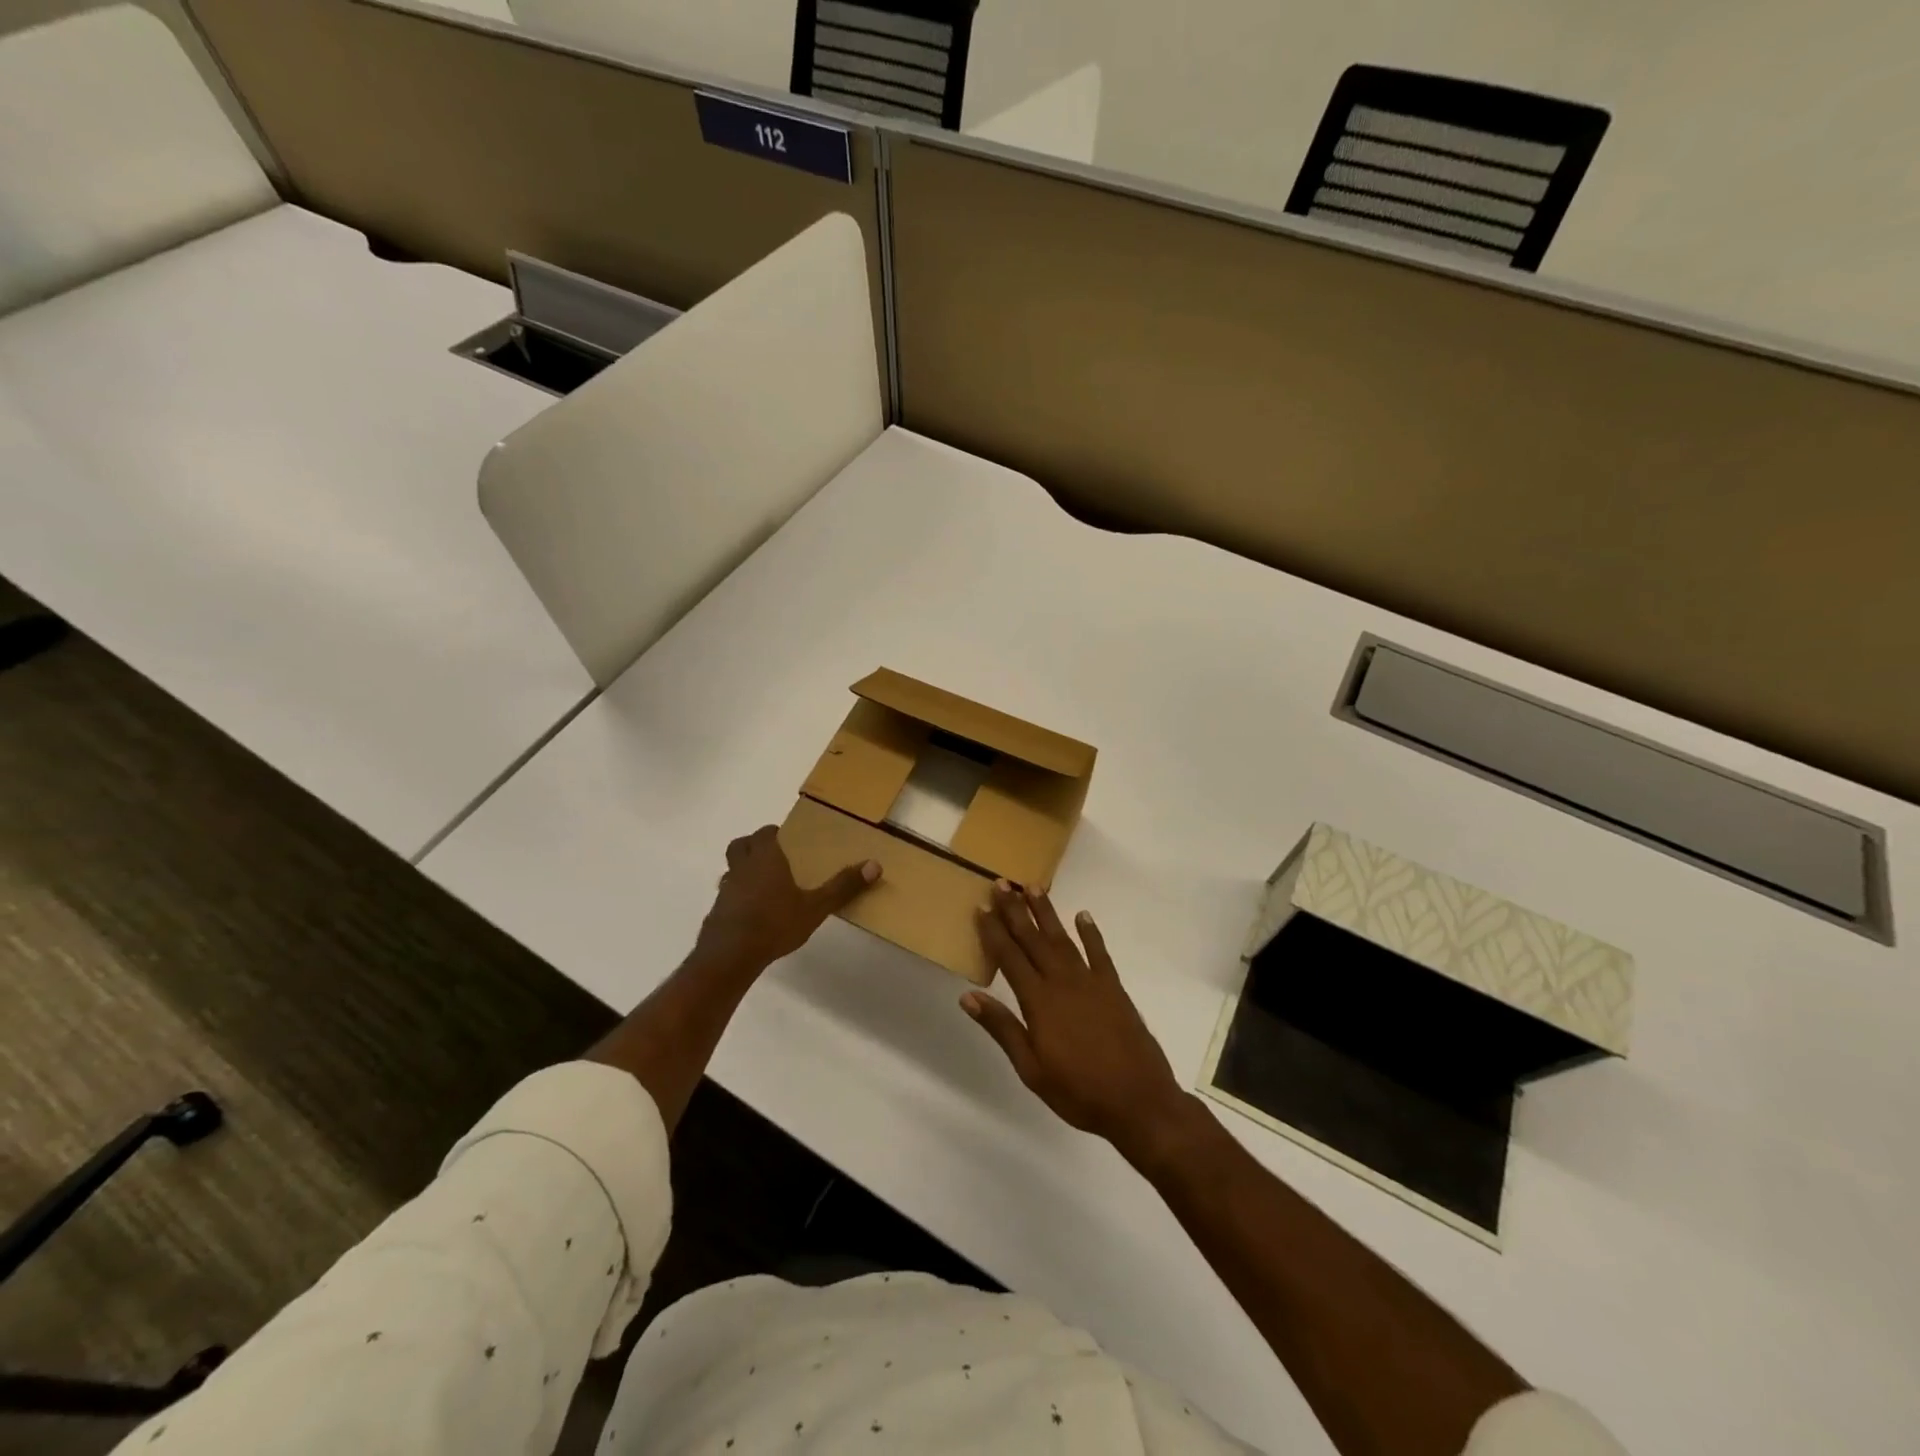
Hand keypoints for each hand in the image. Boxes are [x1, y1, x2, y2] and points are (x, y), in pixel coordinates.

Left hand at [694, 825, 879, 974]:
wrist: (730, 955)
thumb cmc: (775, 923)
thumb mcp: (816, 907)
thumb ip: (843, 886)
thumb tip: (874, 864)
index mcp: (765, 858)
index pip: (765, 833)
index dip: (775, 833)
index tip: (789, 840)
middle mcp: (742, 867)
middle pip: (741, 845)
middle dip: (754, 846)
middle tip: (774, 857)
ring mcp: (726, 889)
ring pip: (731, 869)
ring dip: (744, 871)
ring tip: (765, 886)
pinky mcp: (717, 911)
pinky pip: (727, 894)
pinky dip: (738, 896)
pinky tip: (753, 913)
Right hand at [965, 882, 1193, 1160]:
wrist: (1138, 1101)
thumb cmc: (1079, 1092)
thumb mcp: (1031, 1069)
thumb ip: (1002, 1029)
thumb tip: (968, 996)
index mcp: (1038, 1002)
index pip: (1009, 958)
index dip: (993, 931)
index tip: (981, 907)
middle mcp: (1062, 982)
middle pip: (1033, 939)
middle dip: (1015, 910)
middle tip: (1001, 883)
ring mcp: (1091, 982)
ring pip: (1062, 938)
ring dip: (1046, 912)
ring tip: (1032, 887)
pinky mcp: (1114, 988)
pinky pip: (1099, 953)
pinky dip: (1090, 933)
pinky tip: (1083, 915)